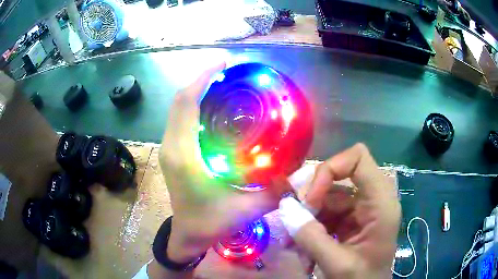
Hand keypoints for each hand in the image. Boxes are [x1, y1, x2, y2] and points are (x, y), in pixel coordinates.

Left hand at [157, 63, 281, 263]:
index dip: (202, 79)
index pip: (186, 104)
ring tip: (224, 84)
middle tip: (229, 71)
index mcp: (183, 155)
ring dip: (198, 91)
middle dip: (202, 80)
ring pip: (179, 109)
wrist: (187, 235)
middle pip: (180, 101)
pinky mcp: (172, 152)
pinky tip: (215, 107)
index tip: (223, 63)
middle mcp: (172, 146)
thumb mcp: (245, 211)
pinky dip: (194, 106)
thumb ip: (274, 193)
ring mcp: (169, 148)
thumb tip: (297, 174)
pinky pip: (180, 120)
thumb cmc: (209, 224)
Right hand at [295, 143, 400, 277]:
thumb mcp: (337, 263)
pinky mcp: (350, 220)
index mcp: (381, 203)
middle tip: (291, 218)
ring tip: (291, 240)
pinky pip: (325, 213)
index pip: (357, 158)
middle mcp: (372, 199)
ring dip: (306, 216)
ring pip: (327, 197)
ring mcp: (360, 210)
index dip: (330, 169)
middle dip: (312, 196)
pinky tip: (299, 245)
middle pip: (338, 176)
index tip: (310, 198)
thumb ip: (311, 237)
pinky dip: (310, 226)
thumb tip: (284, 206)